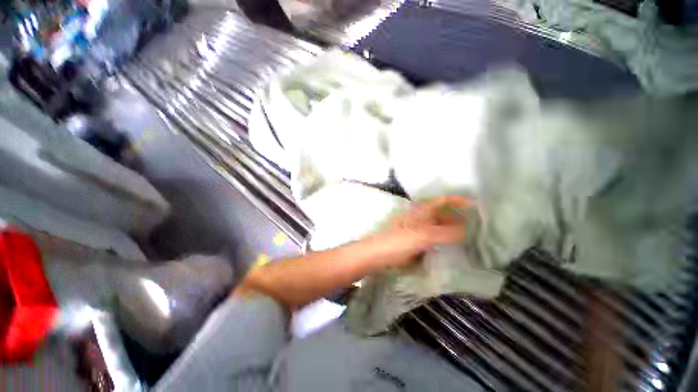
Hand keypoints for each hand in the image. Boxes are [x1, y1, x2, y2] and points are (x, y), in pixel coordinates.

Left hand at [369, 196, 472, 268]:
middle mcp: (420, 218)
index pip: (442, 201)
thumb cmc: (398, 241)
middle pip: (442, 214)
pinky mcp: (415, 243)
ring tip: (471, 237)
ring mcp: (417, 231)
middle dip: (458, 217)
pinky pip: (434, 240)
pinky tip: (453, 248)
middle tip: (478, 225)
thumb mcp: (423, 235)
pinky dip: (444, 241)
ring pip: (439, 227)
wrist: (377, 255)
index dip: (457, 200)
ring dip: (453, 230)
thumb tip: (468, 230)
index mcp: (421, 212)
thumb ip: (446, 232)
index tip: (475, 204)